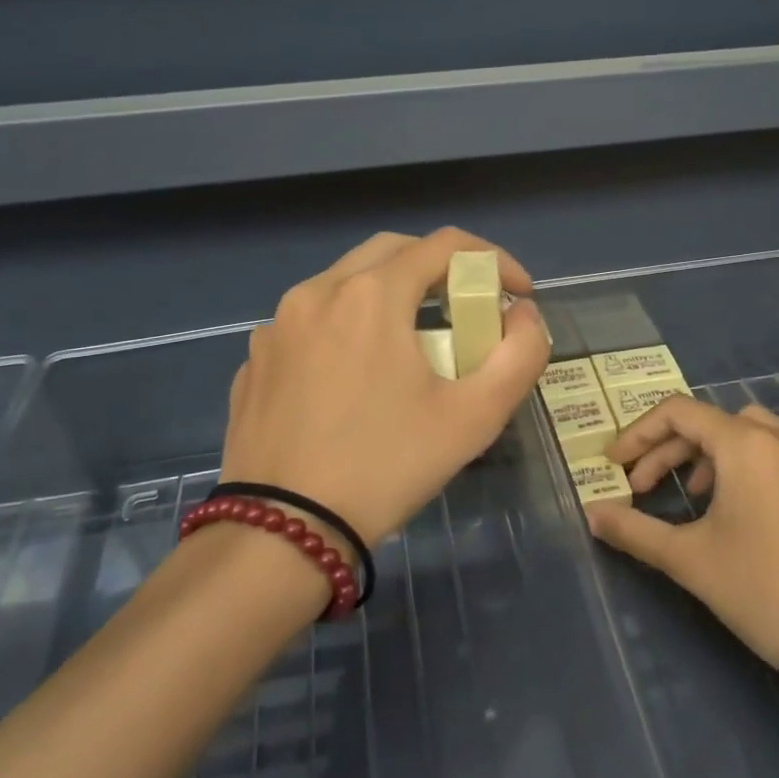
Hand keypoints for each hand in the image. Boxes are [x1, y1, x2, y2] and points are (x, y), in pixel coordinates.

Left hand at [221, 229, 550, 544]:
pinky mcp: (255, 361)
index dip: (494, 260)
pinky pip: (311, 323)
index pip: (445, 245)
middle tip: (467, 310)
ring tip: (413, 344)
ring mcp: (276, 326)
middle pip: (392, 252)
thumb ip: (520, 355)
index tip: (519, 294)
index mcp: (370, 295)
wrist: (282, 532)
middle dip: (440, 270)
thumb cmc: (386, 467)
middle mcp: (317, 292)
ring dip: (391, 296)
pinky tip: (357, 378)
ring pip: (345, 284)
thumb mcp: (475, 417)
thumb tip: (523, 317)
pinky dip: (347, 328)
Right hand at [588, 398, 778, 694]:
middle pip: (715, 423)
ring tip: (697, 497)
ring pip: (755, 435)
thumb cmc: (764, 594)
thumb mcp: (689, 560)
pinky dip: (754, 469)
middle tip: (645, 488)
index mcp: (749, 446)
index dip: (639, 434)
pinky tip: (749, 513)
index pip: (680, 413)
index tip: (617, 466)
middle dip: (671, 450)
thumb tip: (591, 514)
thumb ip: (633, 530)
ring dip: (714, 456)